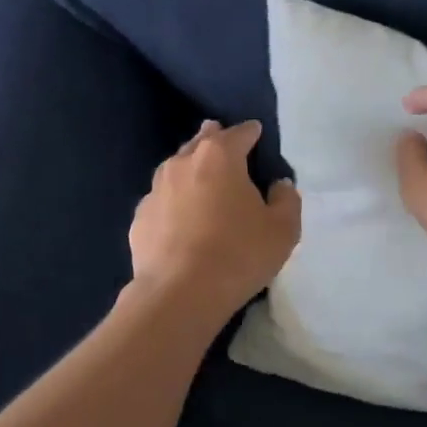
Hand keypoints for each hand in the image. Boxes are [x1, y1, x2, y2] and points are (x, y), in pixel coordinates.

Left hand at [129, 120, 300, 318]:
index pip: (239, 133)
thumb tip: (279, 185)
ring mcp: (155, 189)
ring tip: (201, 178)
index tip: (256, 133)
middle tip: (224, 143)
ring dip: (191, 168)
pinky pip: (162, 200)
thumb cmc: (238, 254)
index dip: (251, 132)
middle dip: (215, 139)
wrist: (179, 293)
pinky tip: (179, 217)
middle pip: (202, 142)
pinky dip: (173, 201)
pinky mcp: (139, 217)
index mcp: (219, 156)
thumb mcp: (283, 230)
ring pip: (176, 168)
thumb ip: (286, 199)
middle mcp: (183, 163)